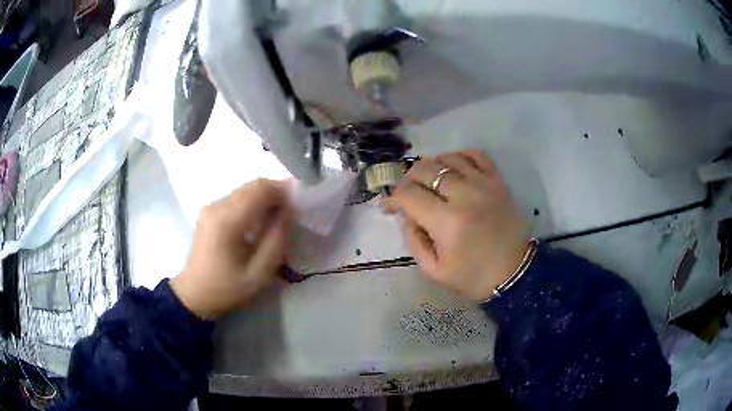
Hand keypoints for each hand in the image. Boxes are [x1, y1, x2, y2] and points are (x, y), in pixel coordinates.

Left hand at [170, 179, 290, 319]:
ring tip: (275, 221)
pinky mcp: (208, 212)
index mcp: (227, 220)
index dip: (283, 191)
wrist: (194, 294)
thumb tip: (288, 211)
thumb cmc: (227, 288)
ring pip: (245, 191)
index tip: (298, 205)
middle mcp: (216, 206)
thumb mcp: (259, 274)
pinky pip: (236, 199)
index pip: (260, 189)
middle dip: (275, 195)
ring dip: (264, 200)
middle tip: (290, 214)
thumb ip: (276, 240)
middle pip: (252, 186)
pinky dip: (252, 205)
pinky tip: (257, 224)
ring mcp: (210, 207)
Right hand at [392, 150, 531, 301]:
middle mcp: (464, 196)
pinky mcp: (498, 182)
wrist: (515, 274)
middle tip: (409, 193)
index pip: (408, 194)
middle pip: (425, 169)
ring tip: (431, 181)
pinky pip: (477, 155)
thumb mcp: (434, 270)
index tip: (391, 205)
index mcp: (446, 222)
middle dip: (409, 179)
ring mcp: (484, 185)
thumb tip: (406, 214)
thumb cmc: (473, 277)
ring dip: (433, 166)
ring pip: (448, 158)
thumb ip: (414, 240)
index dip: (394, 197)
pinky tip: (455, 169)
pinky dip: (461, 156)